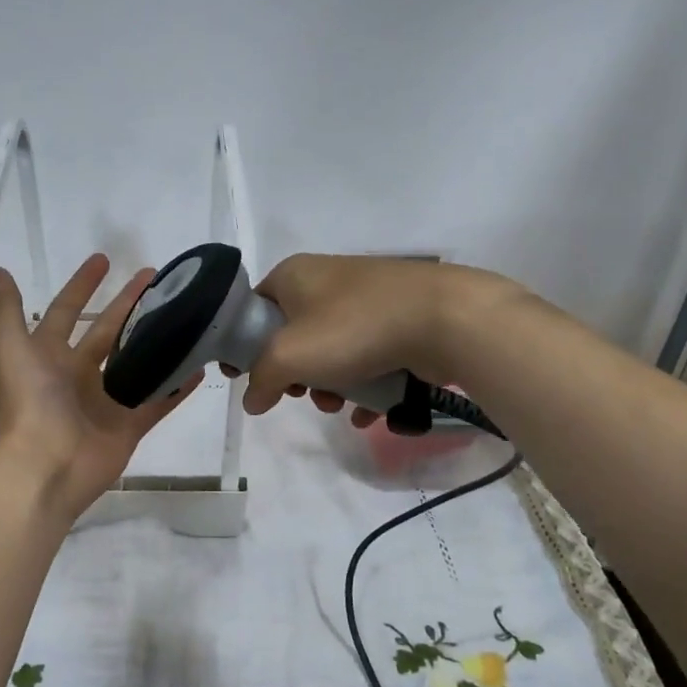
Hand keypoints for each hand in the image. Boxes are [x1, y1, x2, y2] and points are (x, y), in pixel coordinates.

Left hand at [0, 254, 201, 521]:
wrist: (45, 466)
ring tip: (184, 314)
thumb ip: (8, 311)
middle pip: (108, 332)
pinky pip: (158, 401)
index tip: (104, 260)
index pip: (67, 311)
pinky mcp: (129, 426)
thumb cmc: (29, 403)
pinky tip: (198, 364)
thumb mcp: (11, 348)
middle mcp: (77, 375)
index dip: (82, 286)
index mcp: (49, 355)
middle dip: (129, 304)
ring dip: (156, 340)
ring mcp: (105, 402)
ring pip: (137, 363)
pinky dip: (177, 386)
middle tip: (157, 278)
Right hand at [231, 255, 517, 425]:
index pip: (253, 309)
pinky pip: (365, 357)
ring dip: (328, 386)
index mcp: (293, 275)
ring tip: (339, 405)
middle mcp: (326, 280)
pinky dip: (362, 386)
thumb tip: (251, 400)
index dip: (244, 346)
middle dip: (294, 375)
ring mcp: (365, 299)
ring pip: (330, 351)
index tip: (247, 377)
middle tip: (301, 393)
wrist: (443, 319)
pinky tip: (367, 412)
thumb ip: (260, 380)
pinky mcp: (396, 320)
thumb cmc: (352, 329)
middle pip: (291, 336)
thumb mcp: (287, 357)